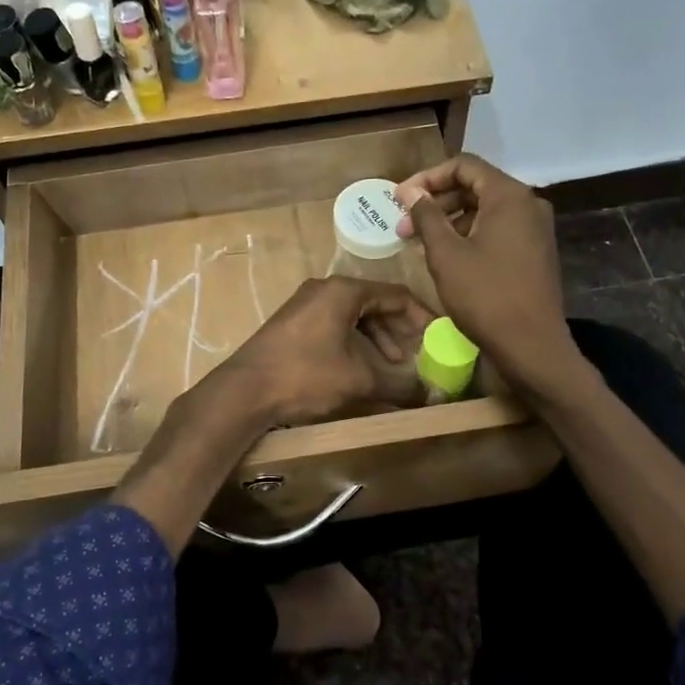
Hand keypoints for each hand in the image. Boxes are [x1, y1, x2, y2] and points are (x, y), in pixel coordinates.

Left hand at [214, 276, 429, 425]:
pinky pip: (334, 325)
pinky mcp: (292, 324)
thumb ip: (401, 385)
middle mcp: (325, 289)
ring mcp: (305, 305)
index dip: (423, 318)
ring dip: (377, 340)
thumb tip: (433, 395)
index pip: (397, 295)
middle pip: (375, 304)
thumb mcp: (360, 381)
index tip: (439, 339)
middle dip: (399, 332)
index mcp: (344, 291)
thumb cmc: (306, 376)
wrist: (245, 390)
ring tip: (392, 367)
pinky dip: (354, 343)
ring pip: (354, 316)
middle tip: (417, 356)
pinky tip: (361, 368)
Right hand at [394, 155, 574, 392]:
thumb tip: (411, 192)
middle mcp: (528, 204)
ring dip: (450, 220)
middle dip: (436, 202)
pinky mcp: (535, 252)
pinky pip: (498, 230)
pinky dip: (469, 235)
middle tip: (403, 226)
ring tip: (420, 243)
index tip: (399, 199)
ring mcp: (535, 229)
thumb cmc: (485, 295)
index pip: (464, 166)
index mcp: (509, 196)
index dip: (427, 177)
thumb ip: (427, 216)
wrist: (531, 345)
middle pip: (475, 186)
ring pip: (485, 210)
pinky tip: (447, 257)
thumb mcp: (446, 254)